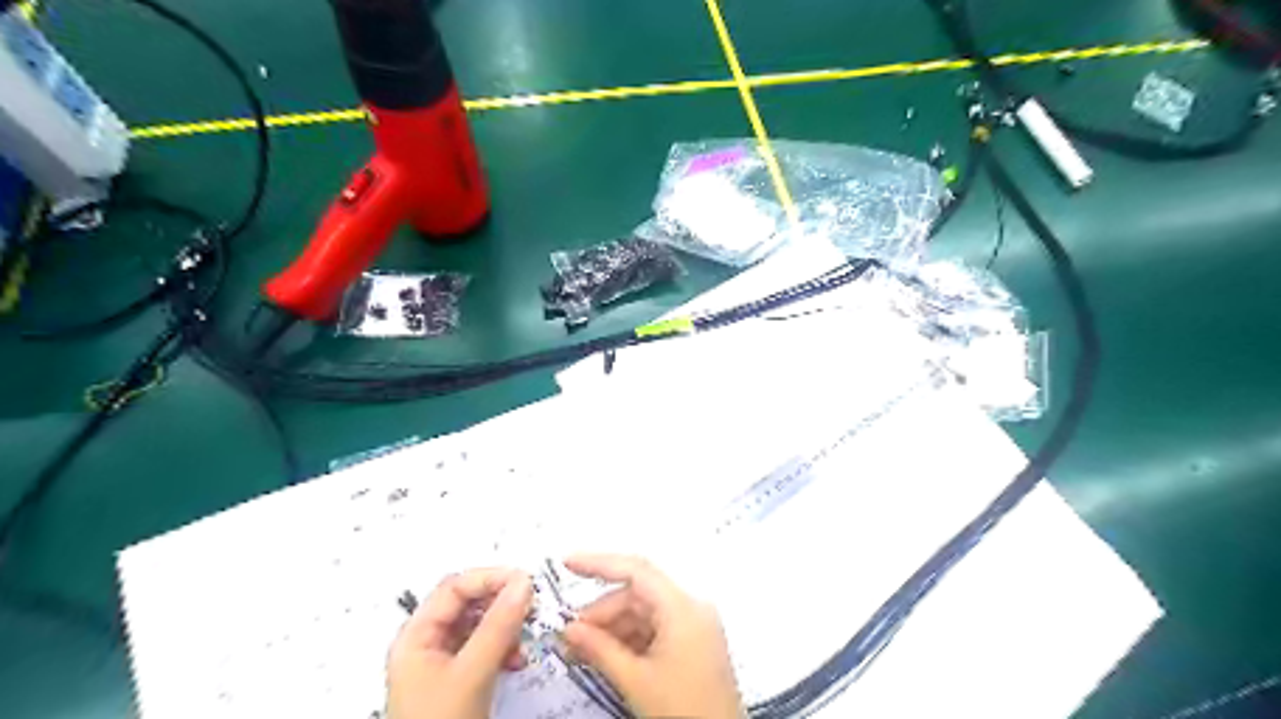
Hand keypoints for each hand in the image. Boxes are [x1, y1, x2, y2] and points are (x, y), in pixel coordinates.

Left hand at [385, 568, 536, 718]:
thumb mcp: (472, 674)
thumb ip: (498, 626)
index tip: (525, 581)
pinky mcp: (458, 679)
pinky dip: (504, 649)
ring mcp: (442, 662)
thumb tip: (525, 581)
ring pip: (479, 626)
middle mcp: (427, 642)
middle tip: (530, 608)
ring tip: (524, 641)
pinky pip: (484, 649)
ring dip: (505, 628)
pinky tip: (518, 661)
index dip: (489, 578)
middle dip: (500, 604)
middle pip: (467, 604)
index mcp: (417, 635)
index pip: (454, 587)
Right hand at [563, 557, 742, 718]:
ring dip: (612, 628)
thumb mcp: (635, 680)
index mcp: (682, 607)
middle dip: (601, 612)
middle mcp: (691, 607)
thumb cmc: (683, 712)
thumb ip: (599, 649)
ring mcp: (694, 625)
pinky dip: (629, 640)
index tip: (567, 563)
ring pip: (644, 613)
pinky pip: (655, 629)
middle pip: (637, 594)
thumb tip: (569, 629)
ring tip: (583, 651)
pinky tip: (607, 657)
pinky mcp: (693, 643)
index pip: (636, 570)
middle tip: (569, 636)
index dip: (599, 563)